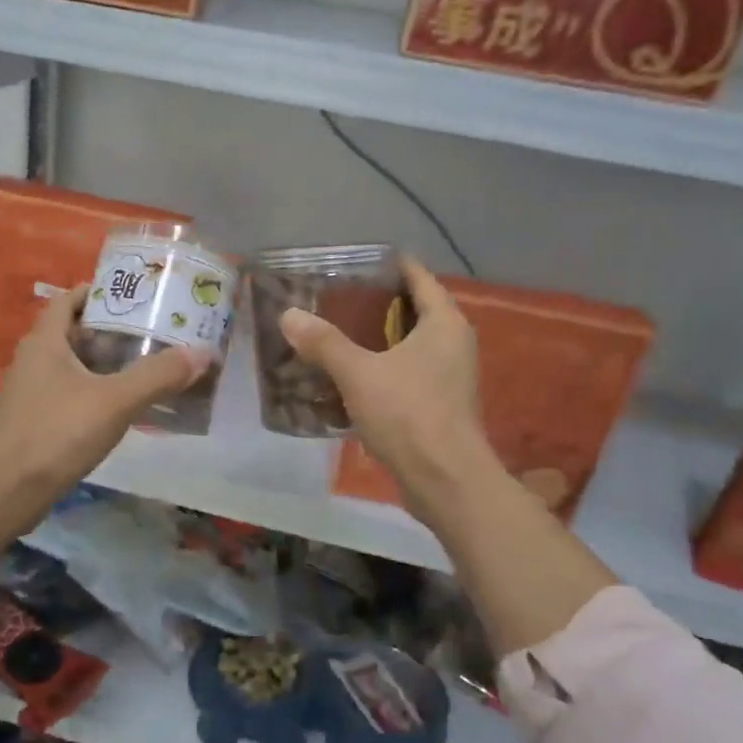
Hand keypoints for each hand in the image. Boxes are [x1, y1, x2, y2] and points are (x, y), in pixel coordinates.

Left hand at [0, 287, 206, 500]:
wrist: (9, 490)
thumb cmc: (58, 432)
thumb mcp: (116, 400)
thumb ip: (158, 376)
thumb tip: (200, 353)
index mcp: (44, 342)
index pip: (67, 301)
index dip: (95, 293)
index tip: (129, 296)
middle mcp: (31, 361)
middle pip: (71, 334)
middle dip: (107, 332)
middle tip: (146, 333)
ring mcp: (27, 394)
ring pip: (68, 367)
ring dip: (99, 365)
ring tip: (139, 368)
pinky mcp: (30, 422)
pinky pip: (65, 395)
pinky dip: (90, 393)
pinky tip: (115, 408)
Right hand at [279, 258, 496, 519]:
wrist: (445, 481)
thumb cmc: (408, 414)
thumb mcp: (359, 373)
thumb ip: (324, 342)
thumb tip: (289, 315)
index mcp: (444, 323)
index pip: (419, 278)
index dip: (391, 265)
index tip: (357, 261)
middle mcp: (453, 343)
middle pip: (413, 310)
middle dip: (376, 304)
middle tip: (335, 297)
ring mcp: (449, 376)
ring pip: (409, 345)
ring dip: (377, 339)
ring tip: (335, 332)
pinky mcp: (440, 405)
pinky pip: (407, 373)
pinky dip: (381, 368)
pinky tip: (349, 376)